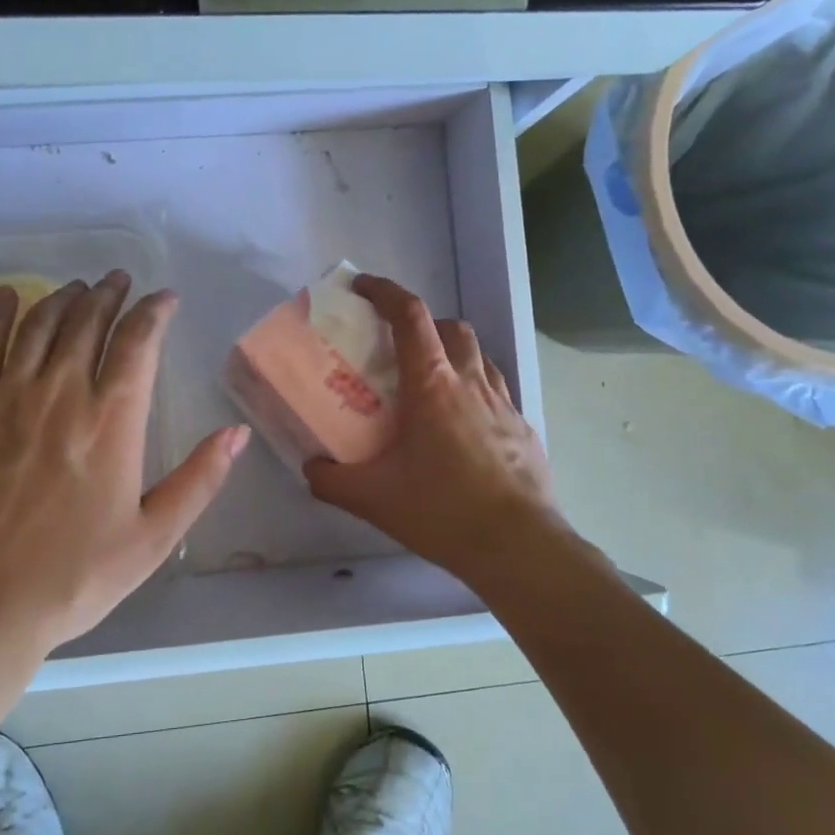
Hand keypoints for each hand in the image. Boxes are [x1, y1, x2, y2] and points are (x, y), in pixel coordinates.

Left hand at [0, 271, 248, 655]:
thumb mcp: (152, 539)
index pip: (138, 342)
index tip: (164, 298)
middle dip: (108, 294)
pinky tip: (8, 295)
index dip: (153, 311)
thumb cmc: (72, 577)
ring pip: (38, 325)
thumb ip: (199, 480)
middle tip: (119, 280)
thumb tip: (237, 432)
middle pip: (87, 322)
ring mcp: (6, 396)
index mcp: (112, 420)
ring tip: (78, 287)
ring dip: (62, 298)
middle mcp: (60, 392)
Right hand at [305, 275, 567, 582]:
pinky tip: (463, 429)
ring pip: (479, 357)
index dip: (385, 292)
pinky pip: (496, 392)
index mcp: (432, 384)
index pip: (410, 315)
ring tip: (431, 387)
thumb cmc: (442, 510)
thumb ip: (331, 479)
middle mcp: (471, 382)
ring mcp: (504, 403)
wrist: (519, 547)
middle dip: (424, 324)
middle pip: (451, 327)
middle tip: (399, 349)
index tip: (363, 287)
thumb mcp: (373, 498)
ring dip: (453, 355)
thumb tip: (311, 468)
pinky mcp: (524, 428)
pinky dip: (474, 392)